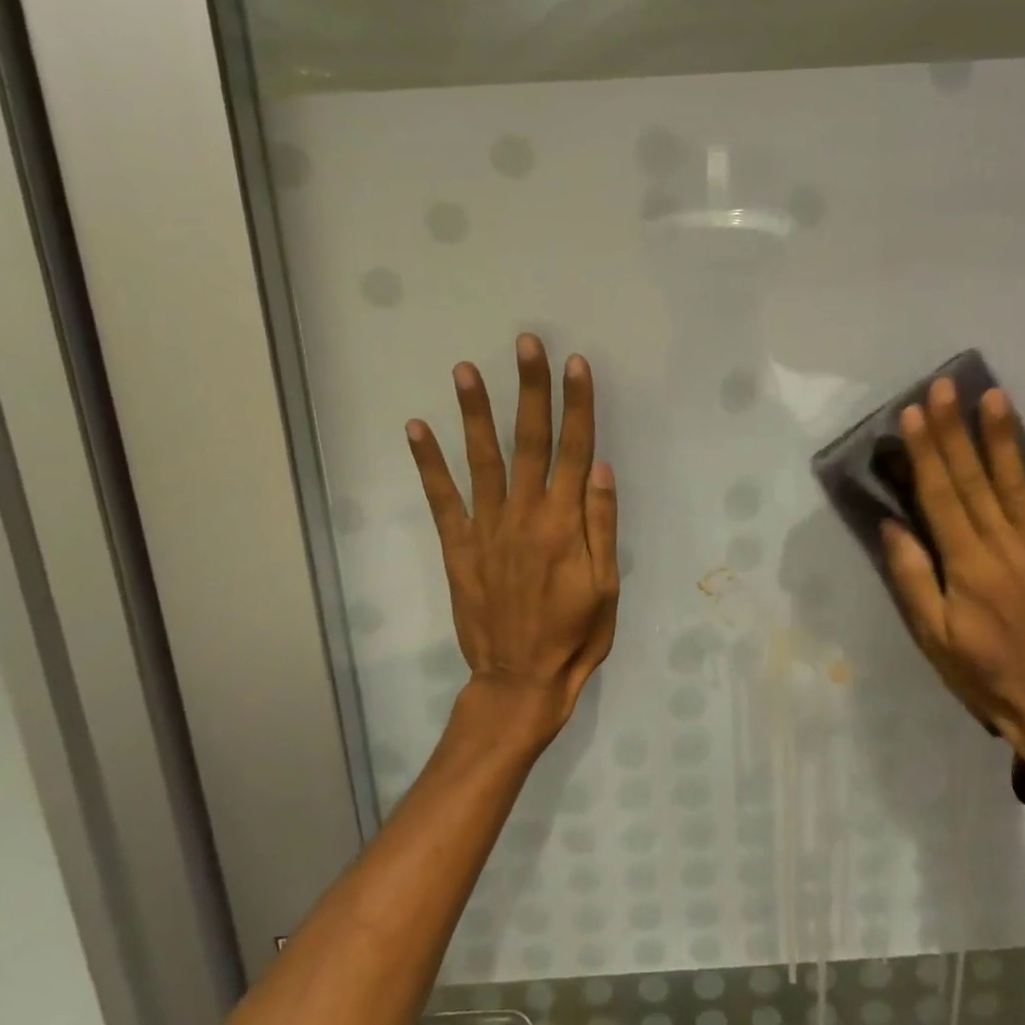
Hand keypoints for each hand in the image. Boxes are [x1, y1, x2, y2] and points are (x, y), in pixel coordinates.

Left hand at [406, 334, 619, 754]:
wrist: (520, 680)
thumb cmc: (575, 635)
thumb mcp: (606, 585)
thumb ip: (600, 523)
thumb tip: (597, 464)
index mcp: (565, 523)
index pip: (574, 449)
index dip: (577, 405)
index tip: (576, 364)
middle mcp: (524, 515)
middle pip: (529, 441)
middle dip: (529, 390)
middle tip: (526, 344)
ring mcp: (486, 529)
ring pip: (482, 460)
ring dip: (474, 412)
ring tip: (464, 369)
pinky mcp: (458, 547)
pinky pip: (441, 499)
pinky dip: (428, 463)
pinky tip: (418, 428)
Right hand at [881, 377, 1024, 792]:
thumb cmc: (982, 673)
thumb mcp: (932, 638)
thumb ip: (912, 579)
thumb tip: (892, 524)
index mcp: (968, 568)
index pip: (941, 498)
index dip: (926, 454)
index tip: (913, 414)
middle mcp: (1006, 549)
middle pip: (974, 481)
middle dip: (955, 431)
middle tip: (944, 387)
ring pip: (1016, 484)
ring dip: (1001, 437)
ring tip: (992, 395)